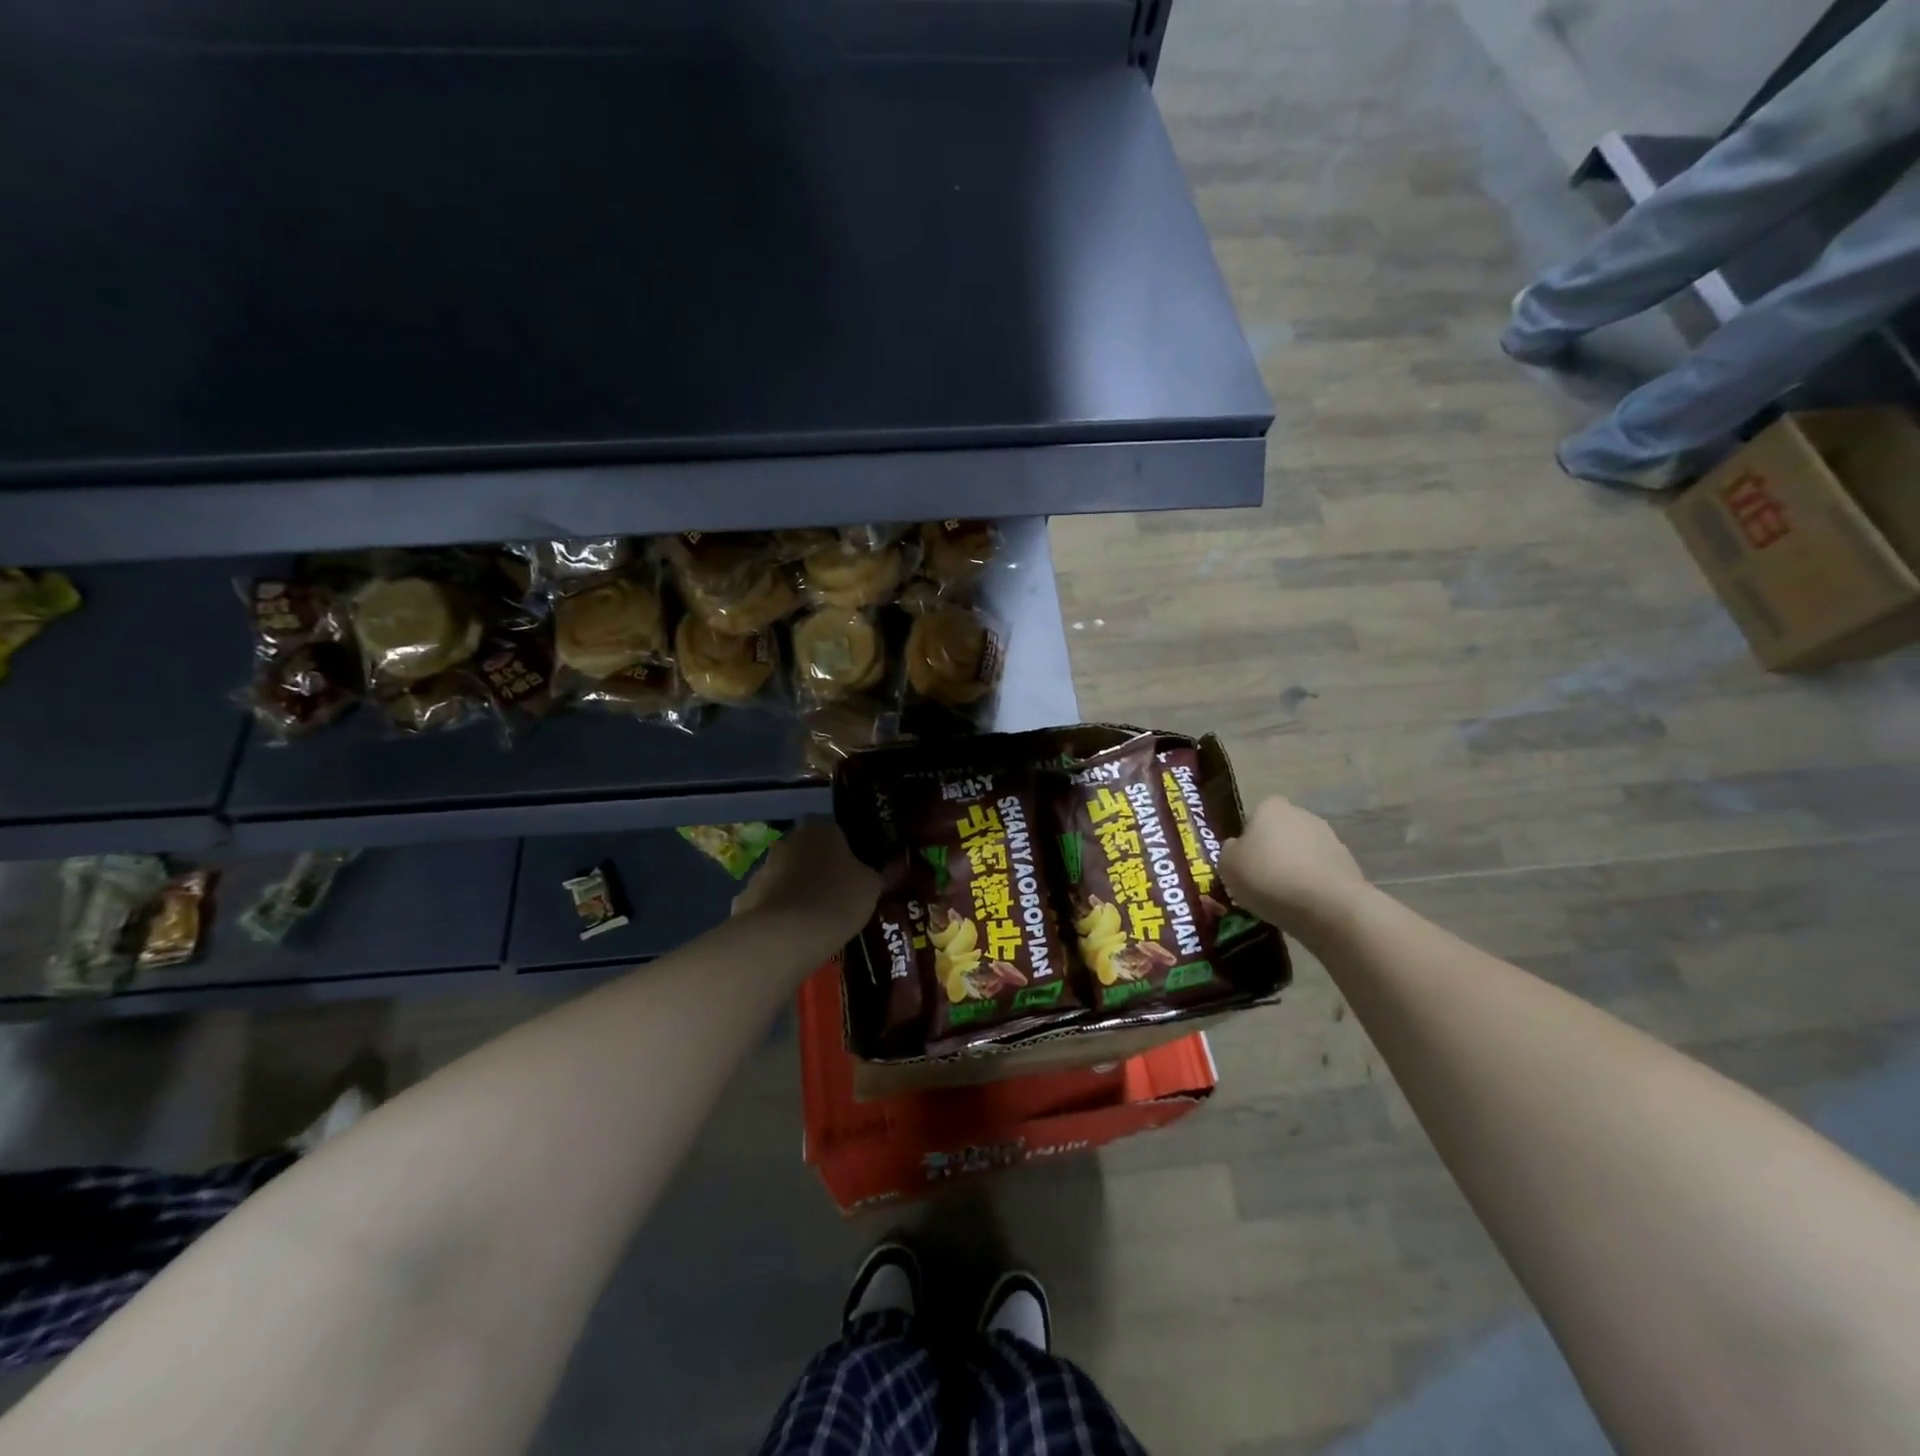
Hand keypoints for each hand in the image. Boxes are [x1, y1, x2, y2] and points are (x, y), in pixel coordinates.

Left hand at [731, 819, 882, 944]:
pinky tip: (792, 936)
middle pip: (808, 853)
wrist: (785, 936)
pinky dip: (779, 915)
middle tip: (838, 897)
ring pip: (786, 878)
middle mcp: (787, 841)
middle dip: (819, 871)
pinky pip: (769, 904)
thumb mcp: (872, 886)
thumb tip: (894, 866)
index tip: (855, 875)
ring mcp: (761, 870)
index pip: (836, 832)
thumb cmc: (837, 899)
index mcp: (820, 829)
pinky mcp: (744, 898)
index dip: (847, 853)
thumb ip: (880, 874)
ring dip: (797, 892)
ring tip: (815, 922)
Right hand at [1219, 797, 1371, 936]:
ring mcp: (1330, 839)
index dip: (1248, 839)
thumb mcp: (1227, 865)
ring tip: (1283, 899)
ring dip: (1294, 869)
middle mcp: (1303, 815)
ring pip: (1302, 853)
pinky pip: (1320, 873)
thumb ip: (1229, 851)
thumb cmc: (1268, 877)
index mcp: (1271, 808)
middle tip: (1261, 882)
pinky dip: (1312, 885)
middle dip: (1273, 852)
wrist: (1327, 906)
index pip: (1255, 816)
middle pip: (1281, 833)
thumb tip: (1238, 848)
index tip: (1244, 863)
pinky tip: (1304, 906)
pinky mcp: (1349, 865)